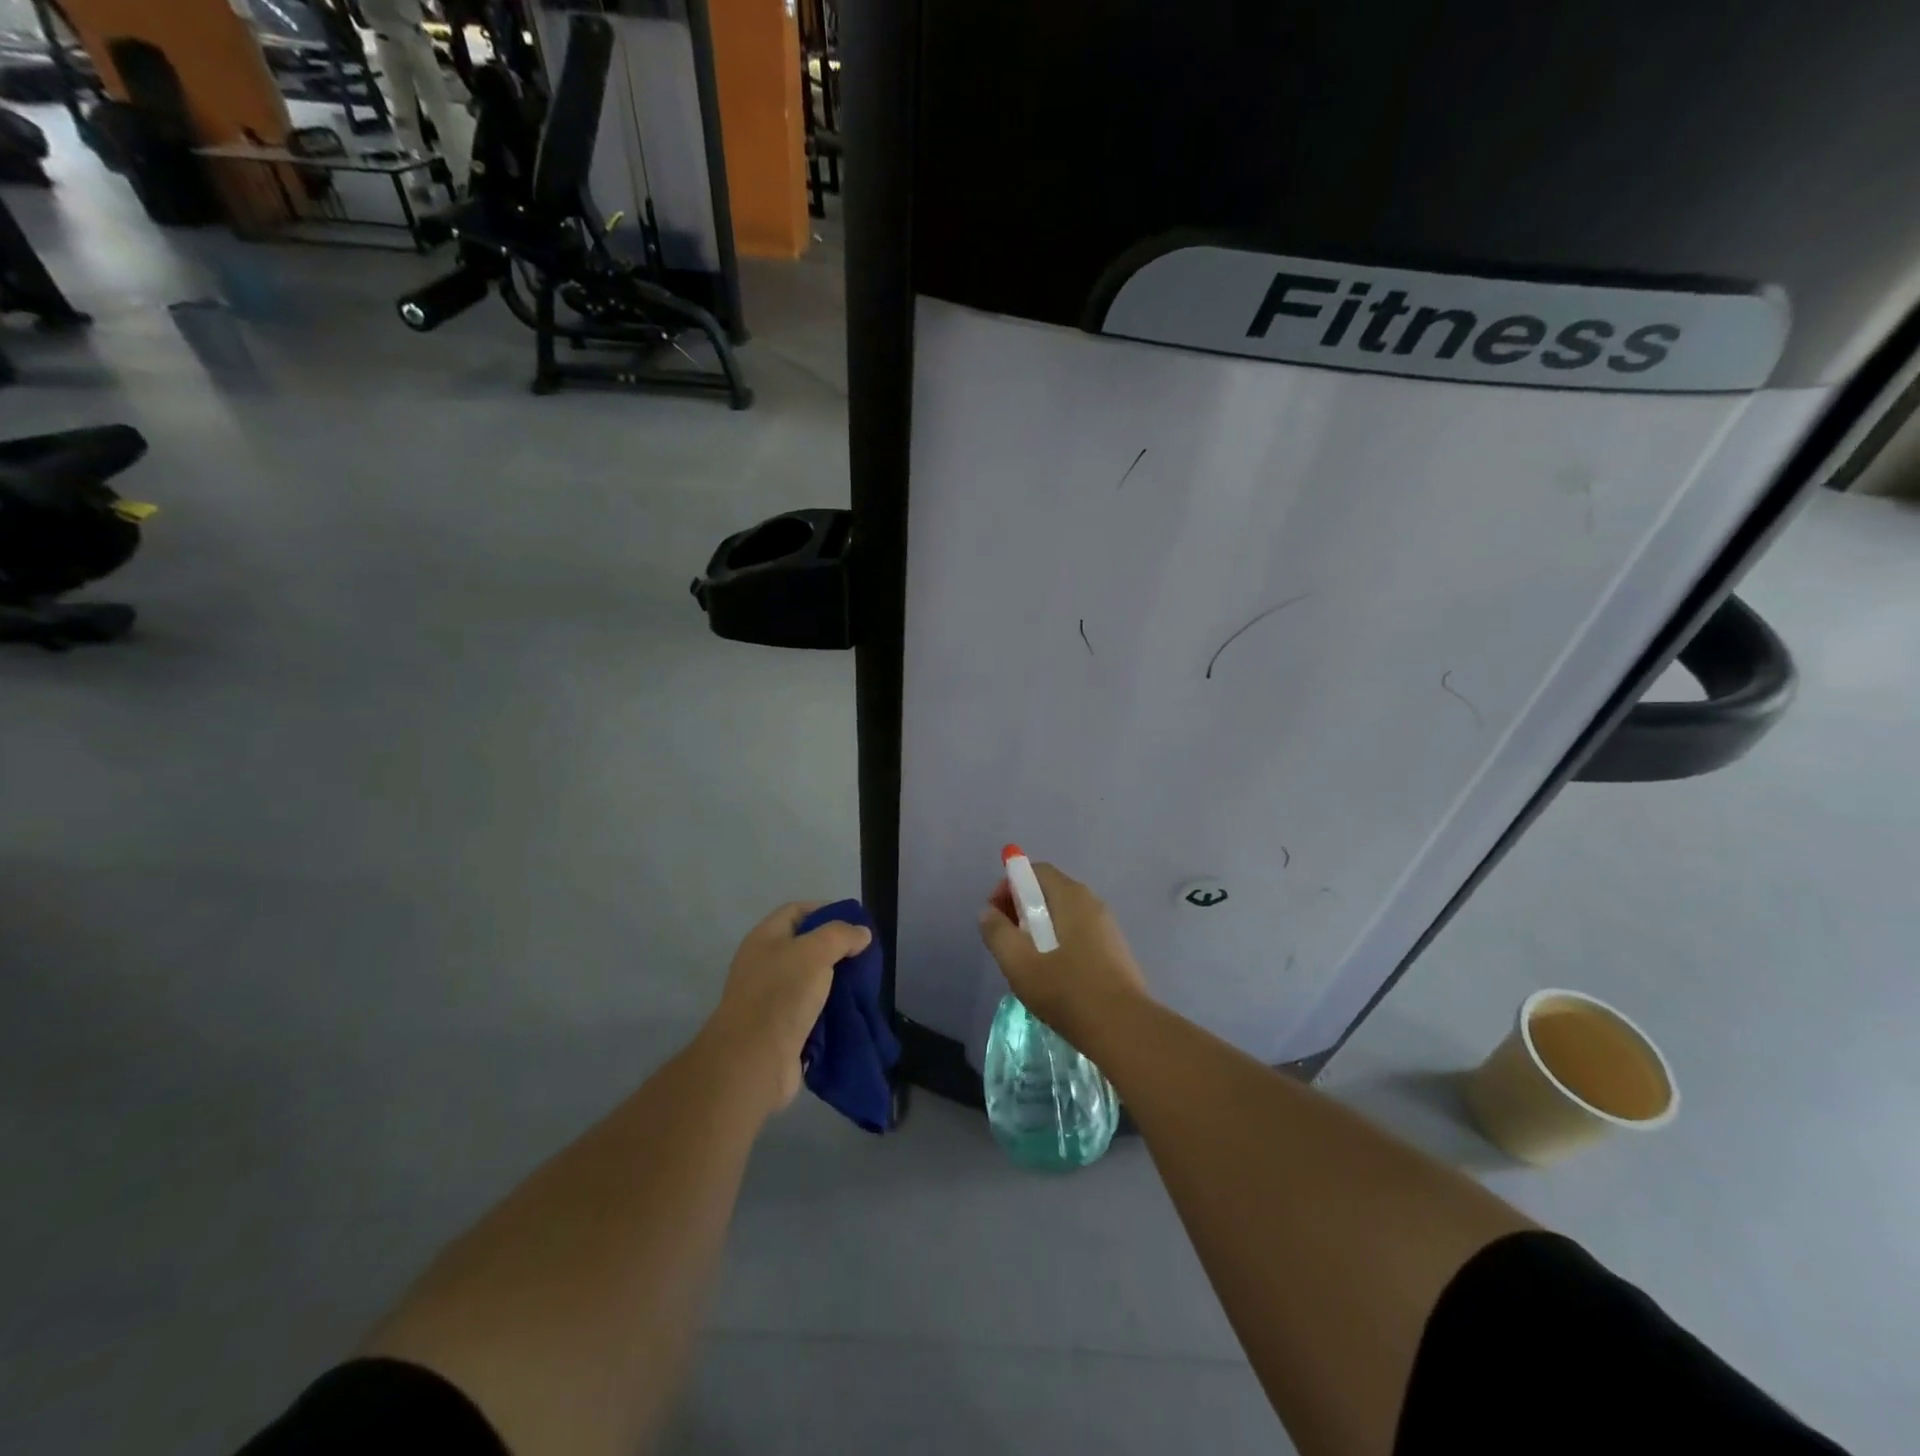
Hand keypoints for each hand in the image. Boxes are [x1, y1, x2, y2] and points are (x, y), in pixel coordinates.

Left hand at [703, 903, 871, 1115]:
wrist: (753, 1061)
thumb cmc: (781, 995)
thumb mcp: (815, 952)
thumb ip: (841, 935)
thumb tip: (861, 934)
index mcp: (765, 938)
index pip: (797, 910)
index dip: (826, 910)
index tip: (855, 923)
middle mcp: (765, 963)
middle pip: (805, 946)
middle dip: (836, 949)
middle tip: (864, 956)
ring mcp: (771, 997)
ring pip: (811, 979)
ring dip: (836, 982)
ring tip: (863, 984)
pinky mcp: (781, 1027)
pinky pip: (811, 1009)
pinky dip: (830, 1009)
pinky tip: (850, 1010)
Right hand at [977, 863, 1150, 1048]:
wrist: (1123, 1029)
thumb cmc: (1067, 991)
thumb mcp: (1019, 963)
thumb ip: (998, 933)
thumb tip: (988, 912)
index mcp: (1071, 896)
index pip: (1035, 871)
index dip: (1009, 887)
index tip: (996, 916)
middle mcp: (1092, 902)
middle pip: (1049, 891)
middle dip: (1021, 909)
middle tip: (1007, 941)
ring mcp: (1107, 926)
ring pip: (1063, 915)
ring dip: (1039, 929)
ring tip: (1027, 961)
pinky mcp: (1114, 950)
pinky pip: (1078, 933)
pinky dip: (1059, 942)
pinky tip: (1053, 974)